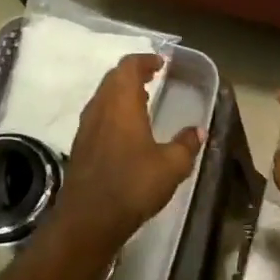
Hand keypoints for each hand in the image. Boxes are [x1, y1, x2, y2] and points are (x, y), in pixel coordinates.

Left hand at [55, 54, 201, 250]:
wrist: (88, 219)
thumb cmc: (132, 185)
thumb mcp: (171, 167)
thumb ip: (186, 145)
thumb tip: (198, 131)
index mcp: (121, 103)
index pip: (128, 67)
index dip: (144, 60)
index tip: (161, 62)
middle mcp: (100, 108)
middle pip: (113, 78)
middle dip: (133, 73)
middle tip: (152, 77)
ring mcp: (86, 127)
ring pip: (103, 97)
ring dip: (121, 93)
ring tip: (142, 100)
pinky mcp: (80, 146)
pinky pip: (98, 116)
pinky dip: (113, 111)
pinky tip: (127, 129)